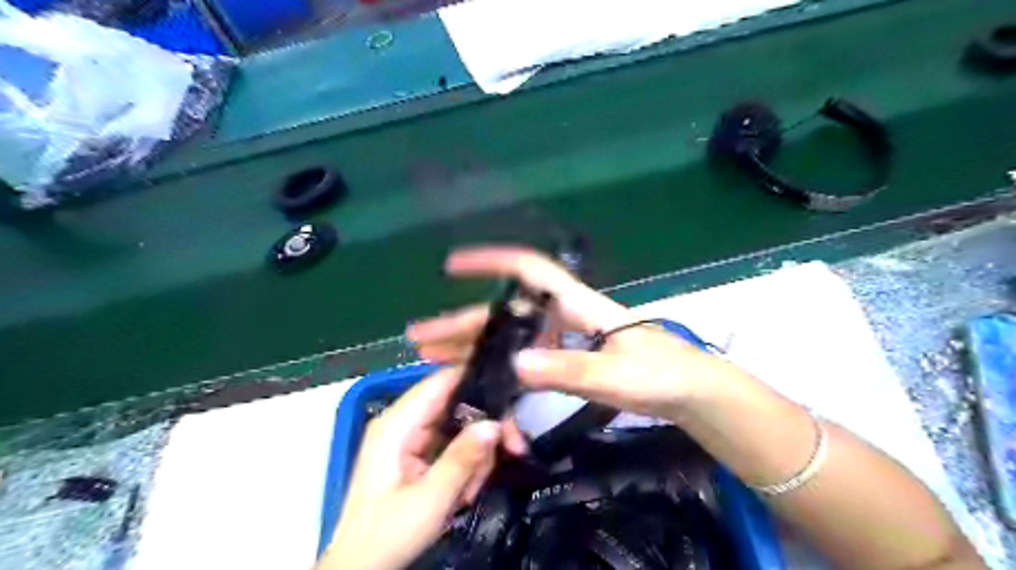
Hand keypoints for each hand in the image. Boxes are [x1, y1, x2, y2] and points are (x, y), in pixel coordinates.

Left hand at [326, 367, 526, 567]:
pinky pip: (451, 442)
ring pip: (458, 424)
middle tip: (511, 450)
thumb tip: (495, 423)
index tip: (510, 401)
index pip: (441, 381)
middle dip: (484, 428)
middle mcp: (402, 421)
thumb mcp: (429, 500)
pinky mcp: (415, 452)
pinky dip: (465, 462)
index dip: (477, 381)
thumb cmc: (387, 535)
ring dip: (475, 453)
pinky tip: (465, 489)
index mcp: (396, 424)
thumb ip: (462, 459)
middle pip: (456, 403)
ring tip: (471, 489)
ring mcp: (408, 436)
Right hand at [408, 245, 739, 421]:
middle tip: (421, 338)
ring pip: (511, 337)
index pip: (530, 270)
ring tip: (436, 361)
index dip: (491, 262)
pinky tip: (483, 382)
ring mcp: (565, 338)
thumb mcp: (618, 375)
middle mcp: (564, 316)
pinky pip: (527, 358)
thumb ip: (570, 369)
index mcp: (577, 305)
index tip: (453, 265)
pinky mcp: (570, 358)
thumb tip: (516, 365)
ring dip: (474, 347)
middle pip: (507, 313)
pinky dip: (503, 369)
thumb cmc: (663, 374)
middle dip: (463, 323)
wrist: (691, 392)